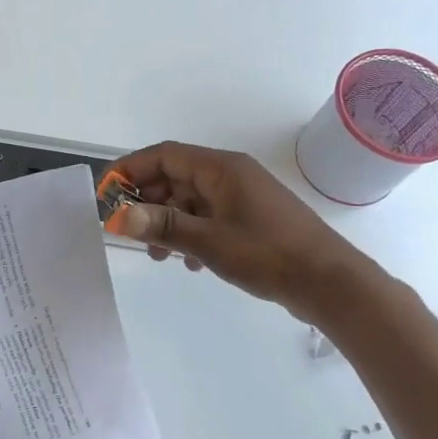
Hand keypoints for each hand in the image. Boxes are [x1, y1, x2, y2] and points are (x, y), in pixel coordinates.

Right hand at [110, 141, 364, 322]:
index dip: (131, 169)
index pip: (163, 154)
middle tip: (128, 230)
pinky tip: (188, 262)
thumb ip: (162, 226)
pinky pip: (208, 216)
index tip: (106, 193)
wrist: (331, 283)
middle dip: (147, 201)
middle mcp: (230, 174)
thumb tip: (119, 216)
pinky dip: (190, 233)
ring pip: (190, 199)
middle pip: (175, 176)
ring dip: (167, 222)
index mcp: (220, 168)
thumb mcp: (208, 242)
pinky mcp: (251, 218)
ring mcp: (242, 196)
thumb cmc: (269, 255)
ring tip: (157, 255)